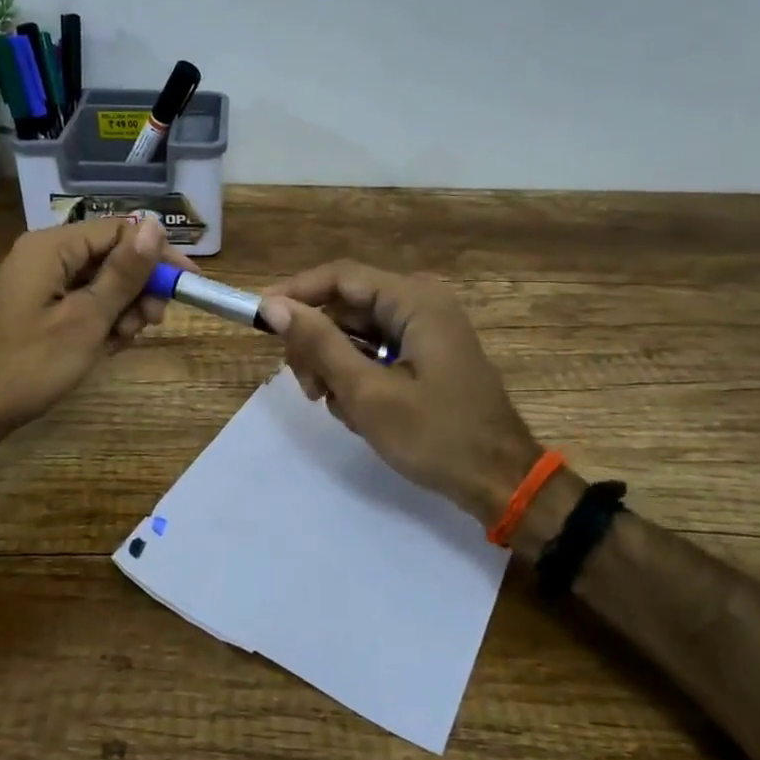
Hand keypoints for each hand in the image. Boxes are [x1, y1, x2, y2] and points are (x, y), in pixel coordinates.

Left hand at [0, 218, 186, 437]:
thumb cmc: (29, 364)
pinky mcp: (39, 308)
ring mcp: (40, 283)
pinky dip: (101, 322)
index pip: (120, 231)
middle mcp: (46, 255)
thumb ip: (123, 273)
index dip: (157, 255)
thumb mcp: (86, 319)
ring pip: (100, 282)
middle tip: (151, 323)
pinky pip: (82, 302)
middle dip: (138, 288)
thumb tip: (154, 226)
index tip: (187, 284)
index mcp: (53, 247)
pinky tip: (107, 348)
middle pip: (111, 256)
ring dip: (122, 309)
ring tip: (123, 341)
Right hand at [259, 262, 541, 527]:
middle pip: (346, 307)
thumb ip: (319, 345)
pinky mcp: (426, 356)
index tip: (260, 317)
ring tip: (338, 407)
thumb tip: (275, 306)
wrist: (500, 482)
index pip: (340, 277)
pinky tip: (359, 412)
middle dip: (318, 344)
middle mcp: (421, 304)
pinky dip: (358, 378)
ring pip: (357, 334)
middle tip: (306, 387)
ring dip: (336, 367)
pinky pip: (376, 353)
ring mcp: (426, 331)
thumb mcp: (367, 392)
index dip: (296, 292)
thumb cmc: (435, 436)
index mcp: (415, 301)